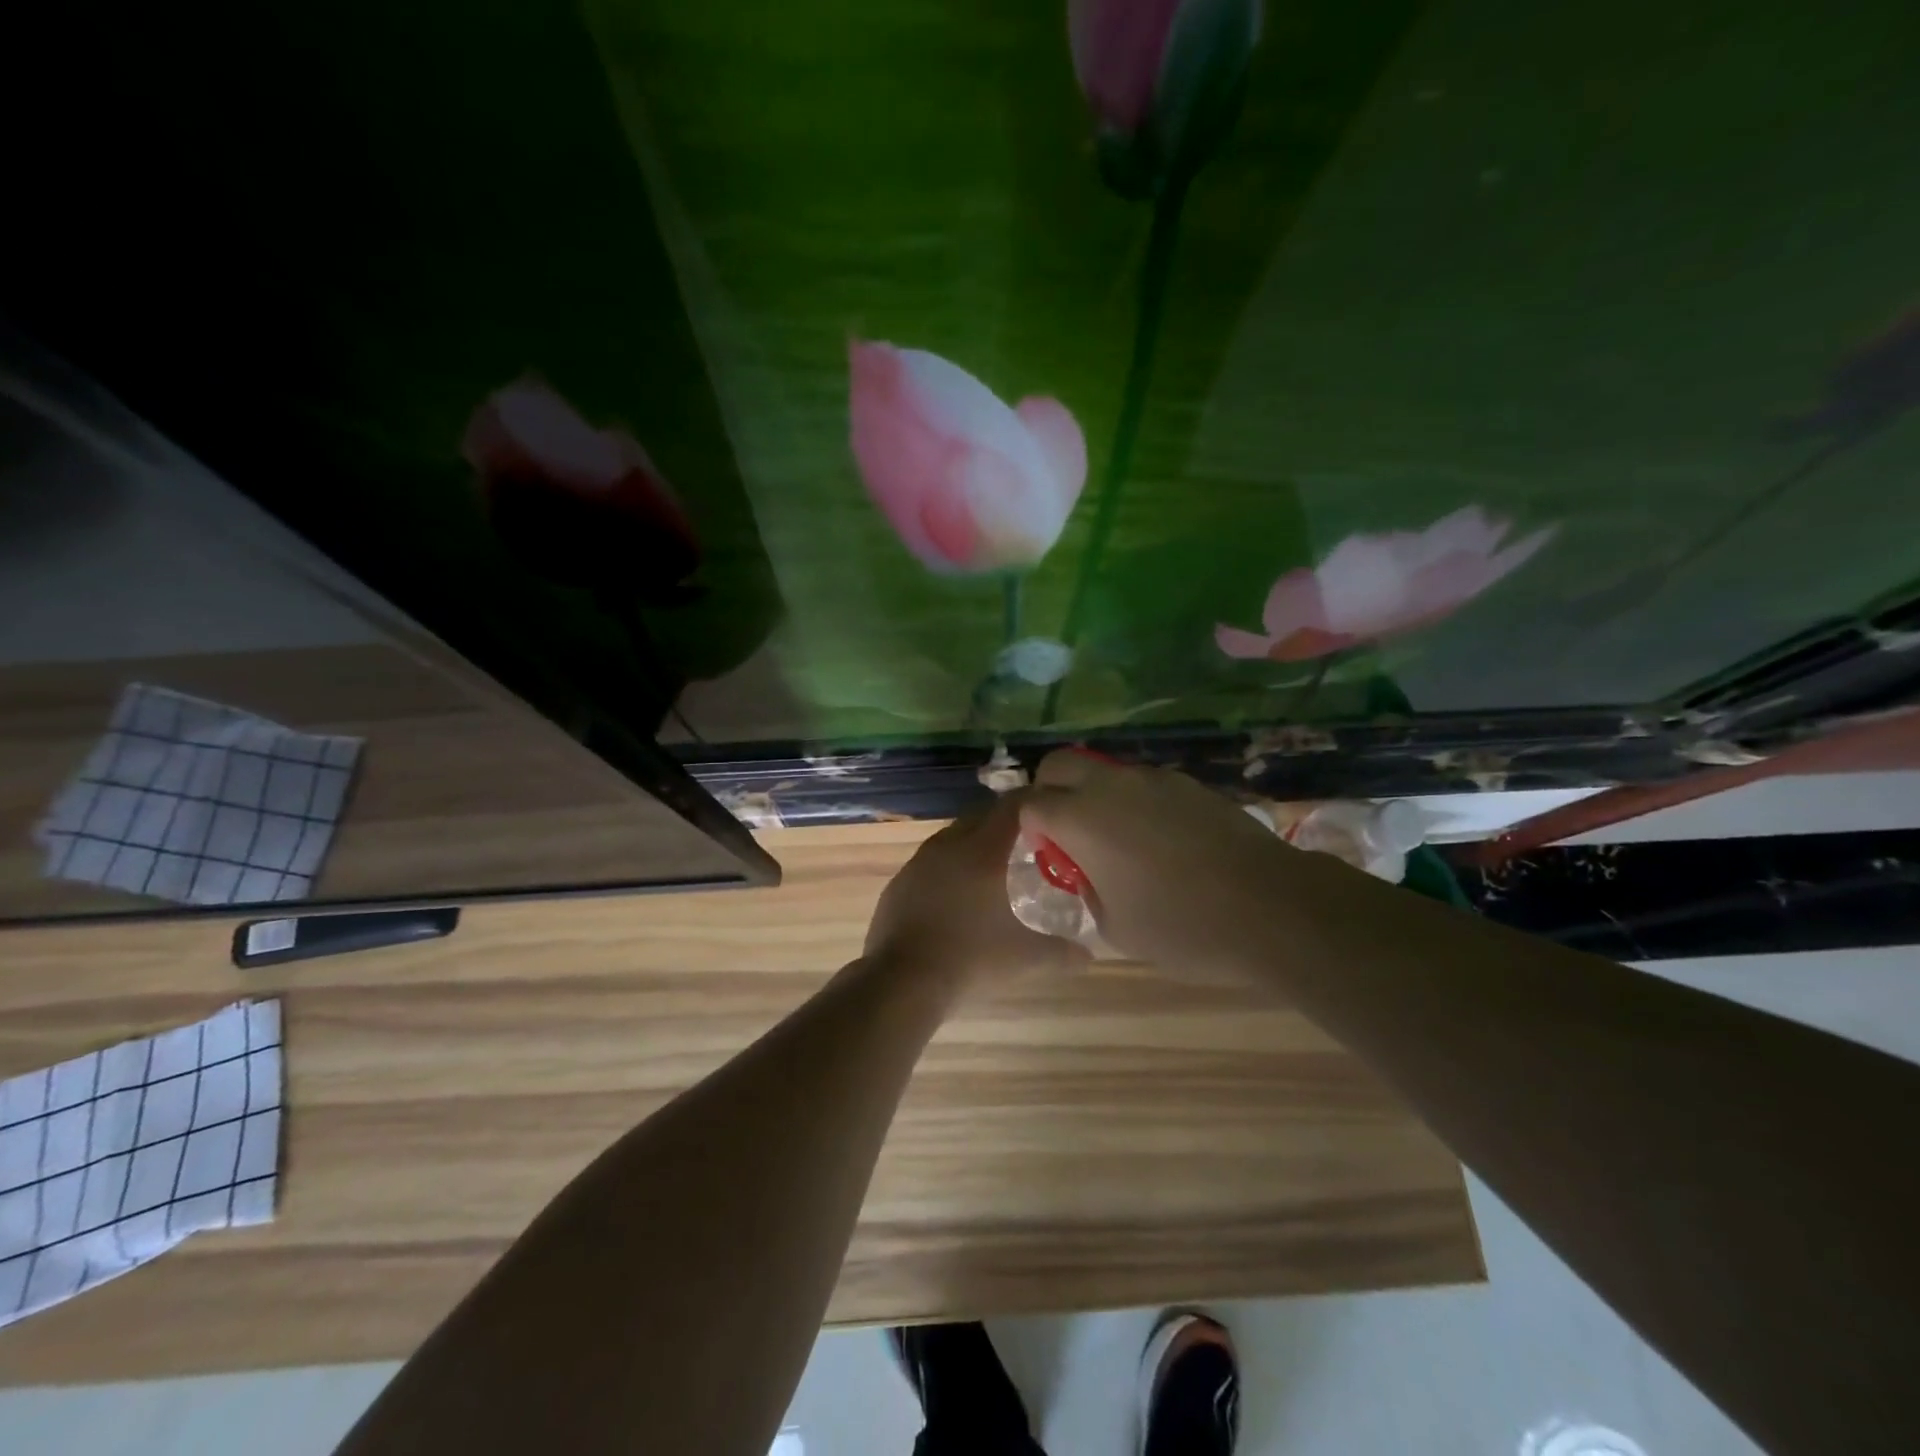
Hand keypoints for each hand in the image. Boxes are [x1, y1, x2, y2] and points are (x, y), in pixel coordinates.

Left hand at [864, 795, 1091, 993]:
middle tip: (1026, 839)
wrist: (903, 981)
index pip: (1012, 808)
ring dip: (972, 843)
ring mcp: (919, 863)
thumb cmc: (971, 958)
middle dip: (1003, 823)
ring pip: (951, 838)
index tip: (1049, 809)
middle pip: (981, 817)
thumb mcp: (1024, 957)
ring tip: (991, 866)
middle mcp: (949, 846)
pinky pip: (929, 862)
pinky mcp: (899, 883)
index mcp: (982, 852)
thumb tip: (1089, 955)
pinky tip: (954, 893)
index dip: (1031, 803)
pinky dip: (946, 867)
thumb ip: (1060, 952)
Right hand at [1019, 750, 1299, 975]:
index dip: (1030, 826)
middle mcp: (1110, 786)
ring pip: (1105, 772)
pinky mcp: (1189, 784)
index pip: (1031, 802)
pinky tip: (1163, 841)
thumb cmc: (1183, 927)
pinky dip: (1136, 803)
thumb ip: (1089, 892)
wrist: (1271, 907)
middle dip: (1051, 790)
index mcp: (1080, 819)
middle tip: (1067, 831)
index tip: (1046, 851)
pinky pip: (1145, 784)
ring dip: (1097, 795)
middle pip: (1060, 764)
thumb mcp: (1116, 928)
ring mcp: (1153, 779)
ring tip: (1122, 840)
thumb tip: (1089, 873)